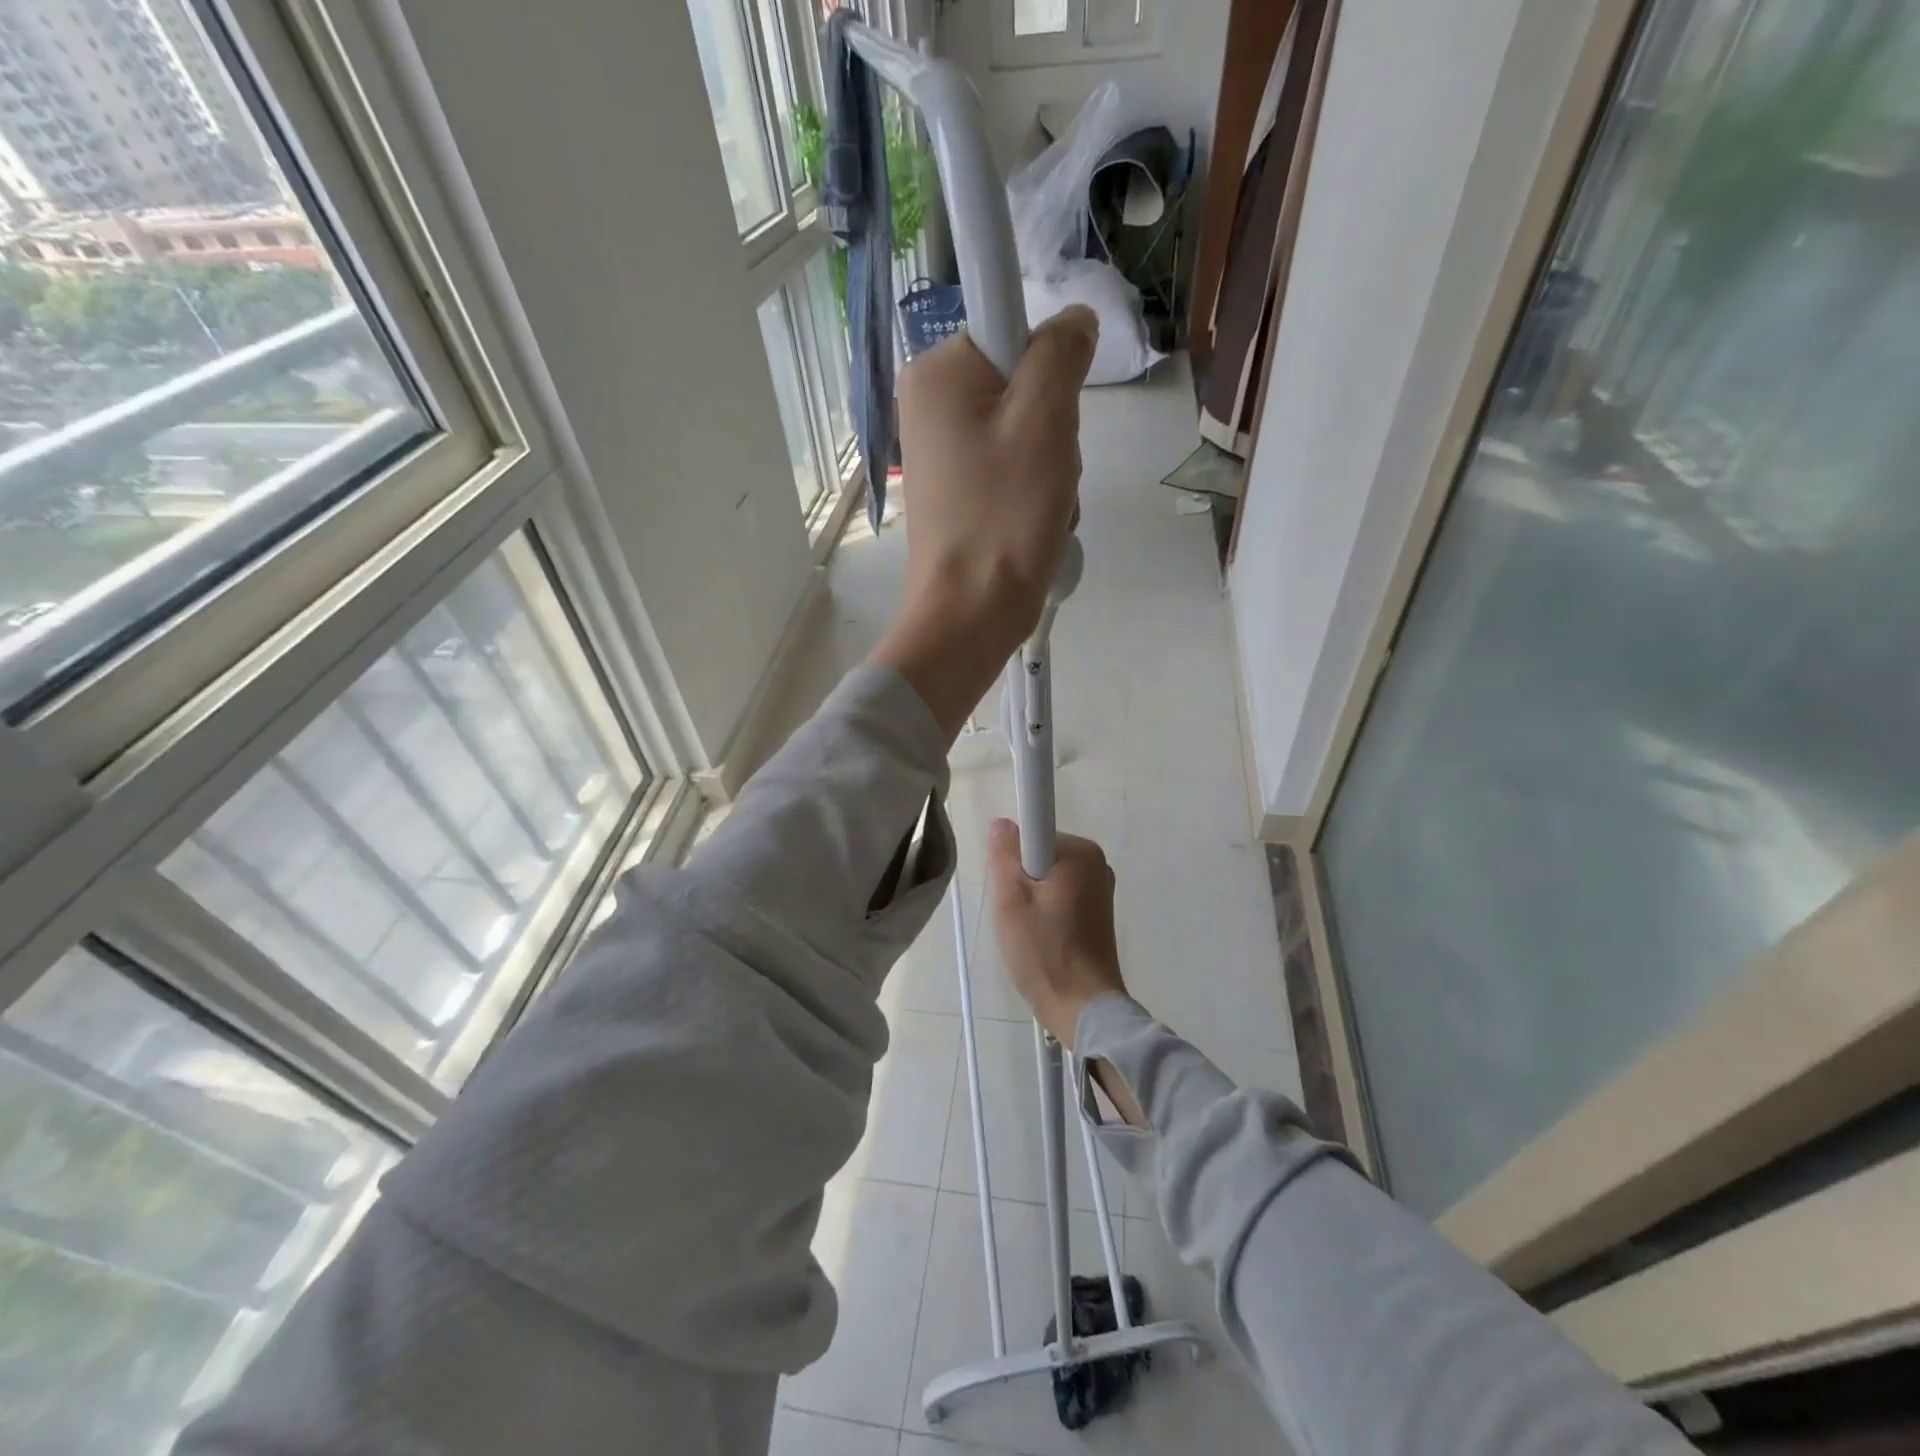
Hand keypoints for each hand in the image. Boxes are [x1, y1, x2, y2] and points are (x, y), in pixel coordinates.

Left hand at [870, 307, 1098, 738]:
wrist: (970, 614)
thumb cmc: (1005, 514)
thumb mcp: (1046, 418)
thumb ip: (1061, 351)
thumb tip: (1073, 321)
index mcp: (934, 372)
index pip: (1011, 325)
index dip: (1047, 365)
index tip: (1053, 413)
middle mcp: (926, 403)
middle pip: (1020, 383)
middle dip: (1052, 426)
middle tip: (1048, 470)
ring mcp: (939, 451)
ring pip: (1022, 429)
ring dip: (1049, 464)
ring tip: (1041, 504)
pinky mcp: (954, 491)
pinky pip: (1009, 467)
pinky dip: (1032, 490)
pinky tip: (1031, 522)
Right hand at [987, 819, 1126, 1049]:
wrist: (1083, 1008)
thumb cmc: (1044, 952)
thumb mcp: (1011, 901)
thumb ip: (1004, 855)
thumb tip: (1003, 823)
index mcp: (1081, 852)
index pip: (1032, 833)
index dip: (1013, 860)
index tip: (1012, 891)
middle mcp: (1097, 863)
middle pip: (1039, 856)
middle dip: (1021, 880)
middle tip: (1016, 916)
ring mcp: (1101, 888)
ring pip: (1048, 878)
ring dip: (1032, 900)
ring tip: (1029, 933)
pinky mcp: (1099, 912)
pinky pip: (1061, 896)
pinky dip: (1047, 912)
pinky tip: (1043, 940)